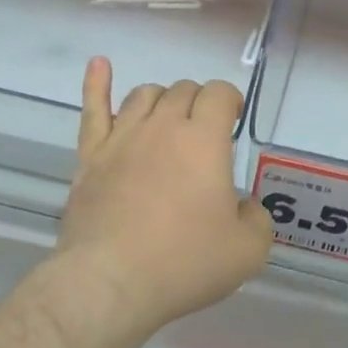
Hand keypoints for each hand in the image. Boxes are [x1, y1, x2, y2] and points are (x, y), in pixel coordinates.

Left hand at [56, 57, 272, 336]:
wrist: (110, 283)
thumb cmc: (183, 263)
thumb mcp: (247, 251)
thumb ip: (257, 219)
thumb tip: (243, 207)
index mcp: (203, 139)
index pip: (219, 93)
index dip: (229, 101)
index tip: (232, 120)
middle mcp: (162, 126)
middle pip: (182, 90)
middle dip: (198, 103)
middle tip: (203, 134)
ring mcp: (122, 138)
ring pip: (144, 95)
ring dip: (162, 100)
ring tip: (167, 121)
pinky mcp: (91, 156)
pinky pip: (93, 110)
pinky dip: (96, 83)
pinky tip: (99, 64)